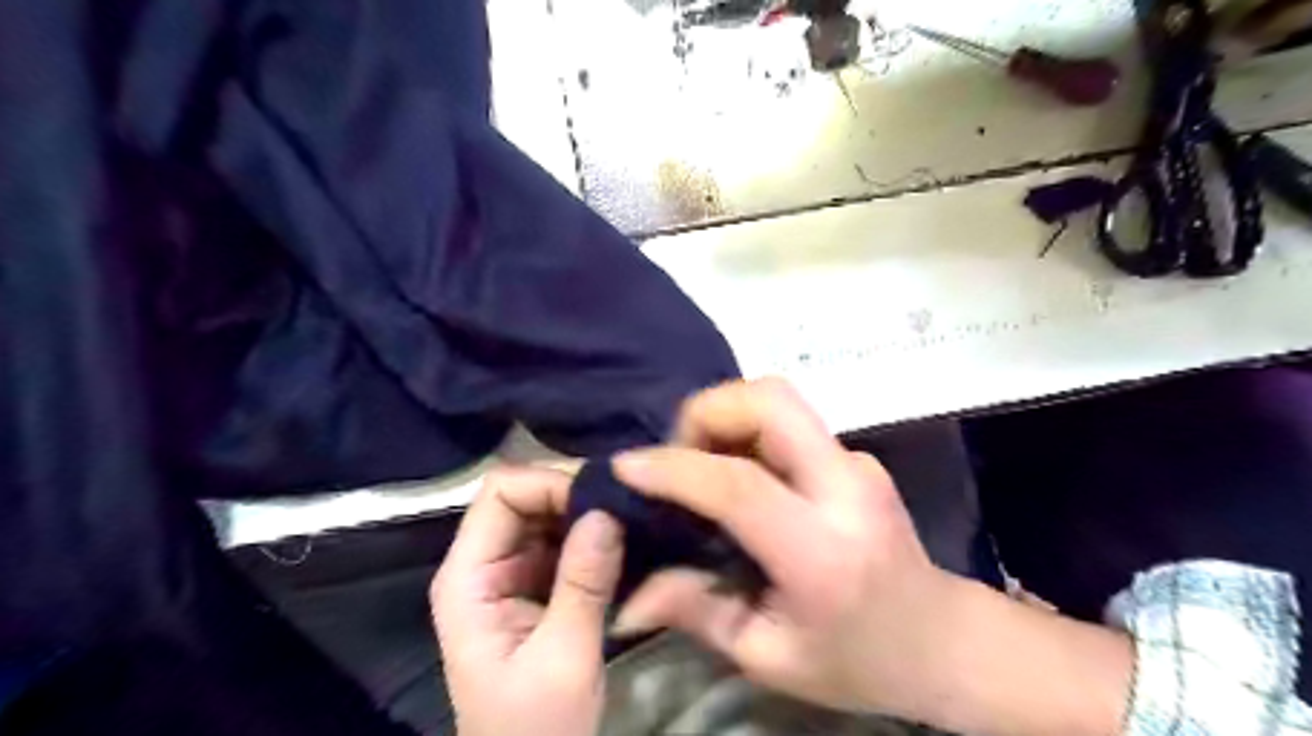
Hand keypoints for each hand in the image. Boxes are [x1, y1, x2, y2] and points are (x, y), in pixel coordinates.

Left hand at [427, 467, 622, 732]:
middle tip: (628, 505)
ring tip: (634, 517)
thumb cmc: (535, 728)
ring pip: (548, 513)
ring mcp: (511, 572)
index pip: (501, 493)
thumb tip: (607, 511)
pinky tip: (626, 539)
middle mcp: (484, 563)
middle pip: (524, 495)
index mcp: (469, 577)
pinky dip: (594, 534)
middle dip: (575, 494)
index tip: (603, 502)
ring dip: (588, 512)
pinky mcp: (538, 585)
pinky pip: (565, 539)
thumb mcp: (564, 659)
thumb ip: (583, 583)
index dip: (550, 485)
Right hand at [604, 379, 956, 717]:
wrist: (941, 639)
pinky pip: (789, 421)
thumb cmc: (856, 660)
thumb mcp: (769, 656)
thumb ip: (696, 612)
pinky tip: (735, 470)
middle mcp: (845, 488)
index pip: (740, 486)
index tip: (627, 465)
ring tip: (699, 460)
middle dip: (707, 410)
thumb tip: (627, 598)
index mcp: (822, 553)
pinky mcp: (855, 455)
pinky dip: (747, 429)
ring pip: (779, 398)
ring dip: (725, 414)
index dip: (676, 468)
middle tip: (676, 453)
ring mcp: (857, 462)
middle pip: (771, 402)